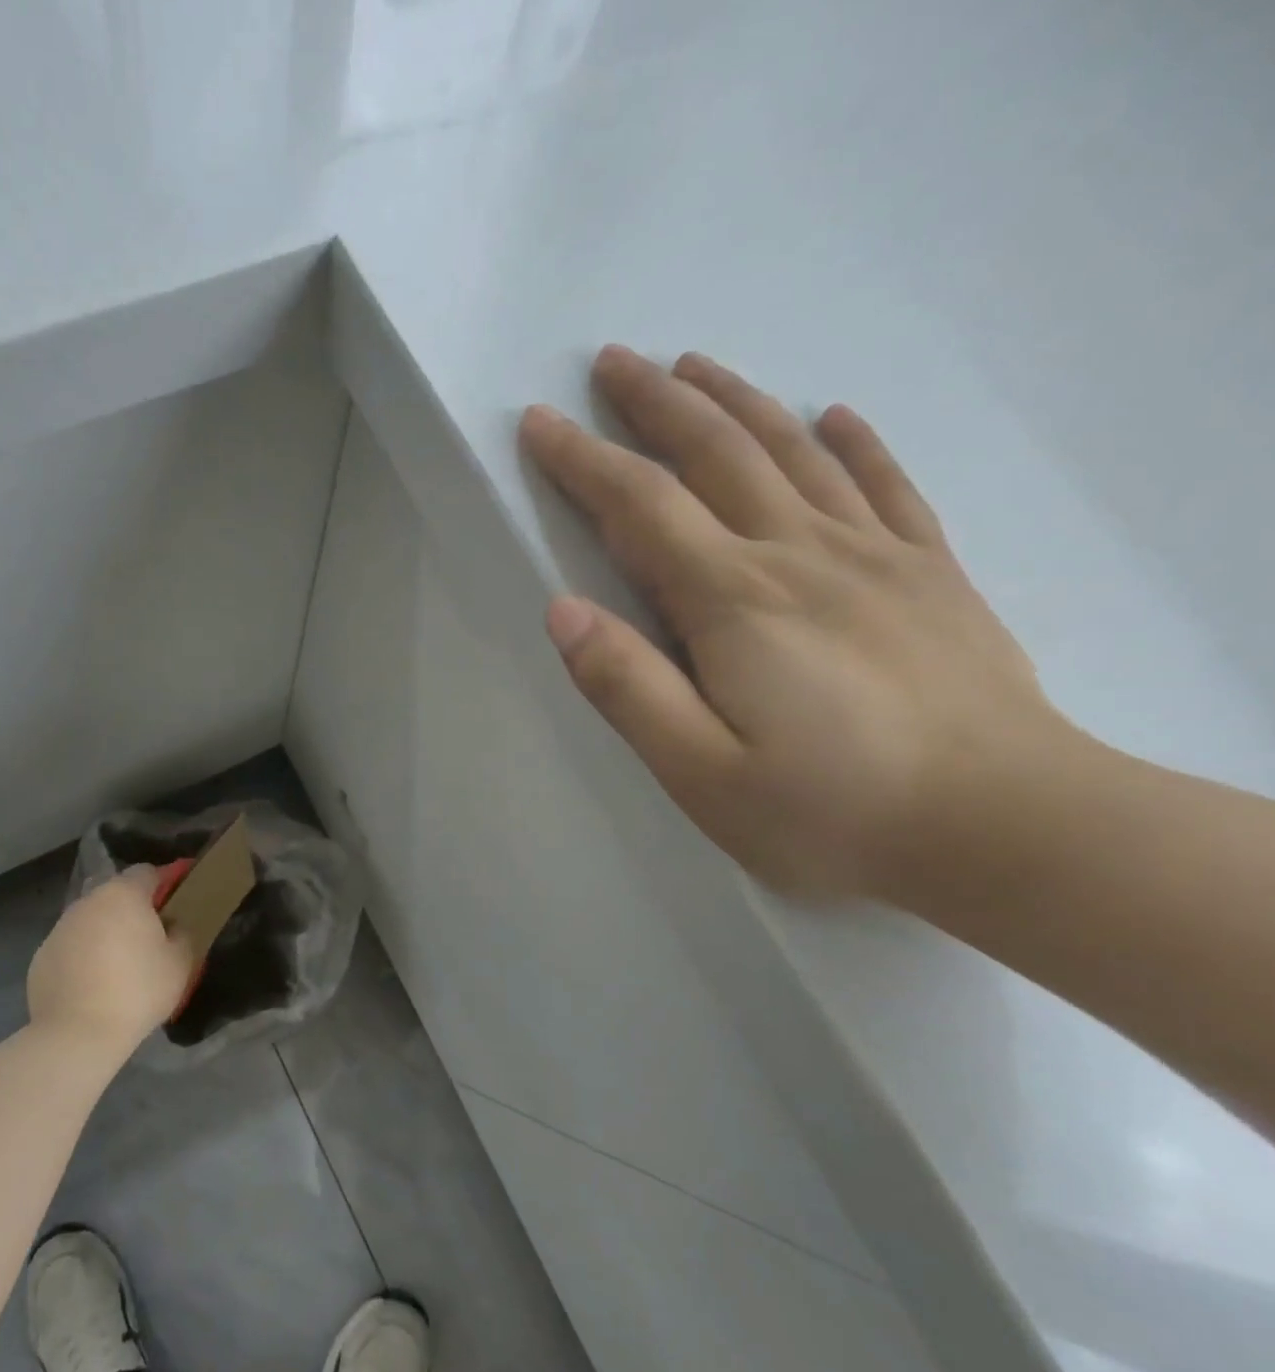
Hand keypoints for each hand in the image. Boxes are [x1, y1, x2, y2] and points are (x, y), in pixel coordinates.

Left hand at [27, 866, 193, 1055]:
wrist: (77, 1034)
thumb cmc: (138, 991)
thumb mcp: (181, 962)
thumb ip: (183, 933)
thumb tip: (173, 927)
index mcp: (124, 895)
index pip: (147, 872)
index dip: (165, 882)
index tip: (177, 901)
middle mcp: (88, 901)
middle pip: (116, 894)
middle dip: (133, 908)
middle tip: (151, 936)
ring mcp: (60, 928)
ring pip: (91, 919)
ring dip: (107, 931)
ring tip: (120, 963)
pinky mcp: (42, 955)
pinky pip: (72, 946)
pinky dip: (84, 955)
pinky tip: (93, 984)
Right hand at [521, 346, 1063, 898]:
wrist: (1010, 830)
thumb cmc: (833, 812)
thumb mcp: (701, 772)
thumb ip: (628, 687)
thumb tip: (563, 610)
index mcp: (734, 600)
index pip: (640, 506)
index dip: (583, 461)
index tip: (541, 424)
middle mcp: (799, 555)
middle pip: (716, 454)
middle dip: (656, 403)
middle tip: (613, 361)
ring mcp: (874, 557)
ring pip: (793, 453)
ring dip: (737, 402)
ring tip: (695, 365)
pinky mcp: (930, 576)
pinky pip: (888, 488)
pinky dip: (855, 444)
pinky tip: (835, 416)